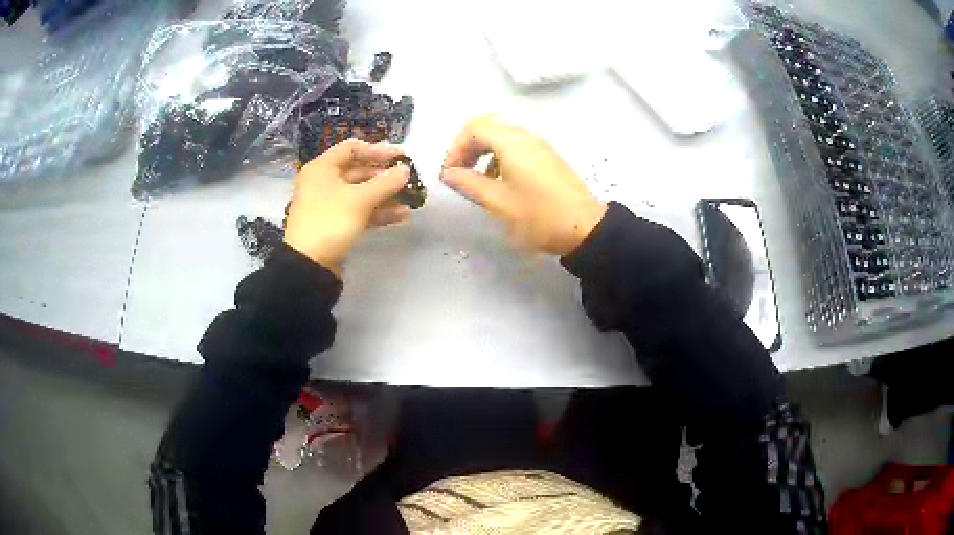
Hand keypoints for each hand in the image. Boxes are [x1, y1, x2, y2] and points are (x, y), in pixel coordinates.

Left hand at [284, 139, 410, 274]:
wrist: (309, 264)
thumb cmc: (330, 221)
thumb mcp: (360, 199)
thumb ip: (386, 182)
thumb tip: (405, 170)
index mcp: (323, 167)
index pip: (352, 148)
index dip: (378, 150)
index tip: (401, 157)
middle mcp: (323, 181)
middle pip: (358, 170)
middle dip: (385, 176)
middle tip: (409, 179)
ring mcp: (328, 203)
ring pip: (360, 192)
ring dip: (385, 195)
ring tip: (410, 199)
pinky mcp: (334, 223)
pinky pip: (358, 210)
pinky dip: (378, 212)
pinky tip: (401, 216)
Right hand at [441, 116, 606, 255]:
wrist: (585, 227)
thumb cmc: (539, 215)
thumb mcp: (498, 201)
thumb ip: (469, 183)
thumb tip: (449, 173)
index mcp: (511, 141)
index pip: (473, 128)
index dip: (455, 148)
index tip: (450, 174)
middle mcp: (525, 136)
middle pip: (487, 129)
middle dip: (467, 149)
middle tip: (459, 175)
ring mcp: (539, 145)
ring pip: (501, 138)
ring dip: (483, 154)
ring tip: (478, 182)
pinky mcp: (548, 157)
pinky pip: (516, 147)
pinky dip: (500, 158)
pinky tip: (501, 183)